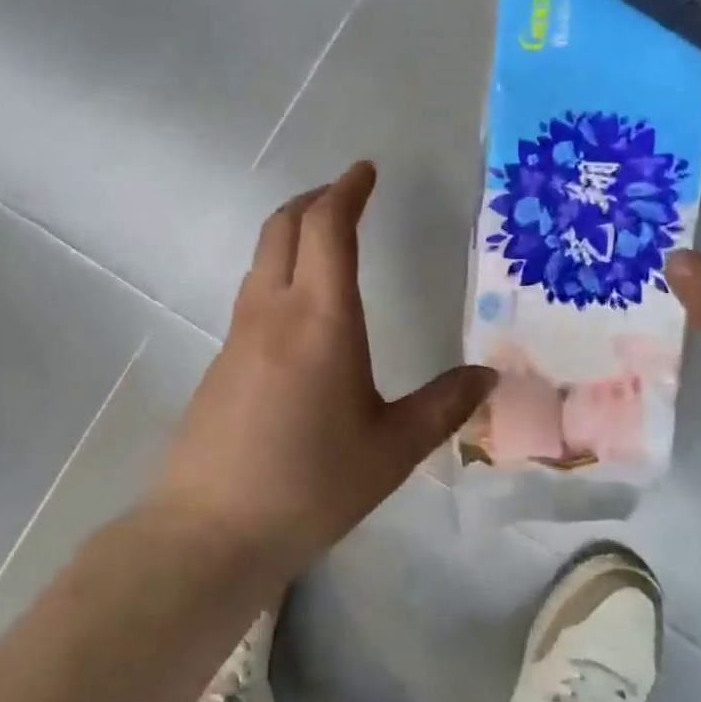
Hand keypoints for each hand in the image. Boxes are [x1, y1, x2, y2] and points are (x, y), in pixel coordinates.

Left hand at [148, 162, 495, 568]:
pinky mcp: (220, 364)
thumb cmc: (312, 485)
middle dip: (314, 200)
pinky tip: (298, 315)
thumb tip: (488, 376)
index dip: (346, 191)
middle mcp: (273, 313)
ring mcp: (238, 337)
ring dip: (291, 235)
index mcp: (321, 319)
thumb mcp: (392, 450)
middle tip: (344, 196)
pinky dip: (277, 275)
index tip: (364, 171)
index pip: (328, 228)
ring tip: (323, 244)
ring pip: (262, 261)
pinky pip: (252, 297)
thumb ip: (442, 406)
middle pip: (283, 229)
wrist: (212, 530)